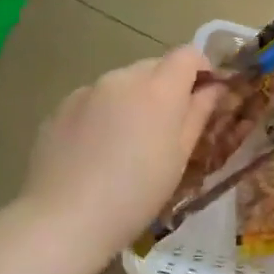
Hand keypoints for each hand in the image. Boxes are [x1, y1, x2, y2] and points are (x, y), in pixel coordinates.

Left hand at [21, 48, 224, 256]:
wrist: (66, 219)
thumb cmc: (137, 193)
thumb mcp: (180, 157)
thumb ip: (198, 114)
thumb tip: (213, 88)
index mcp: (159, 88)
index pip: (188, 54)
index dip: (201, 69)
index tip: (203, 97)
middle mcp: (123, 78)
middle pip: (154, 66)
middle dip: (167, 87)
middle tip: (166, 128)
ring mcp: (87, 90)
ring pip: (122, 83)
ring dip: (133, 100)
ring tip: (127, 143)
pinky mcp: (60, 108)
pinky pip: (93, 100)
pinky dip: (103, 114)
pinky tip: (96, 150)